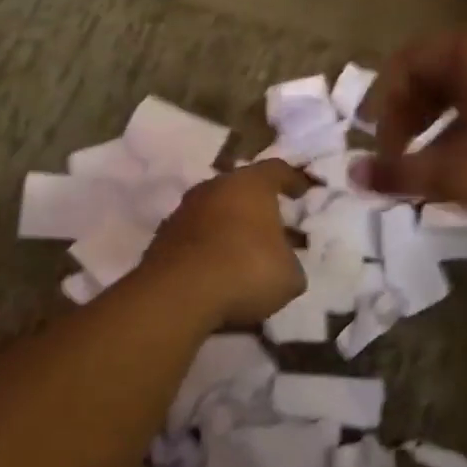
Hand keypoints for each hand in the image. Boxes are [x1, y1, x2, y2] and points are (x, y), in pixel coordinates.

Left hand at [141, 160, 308, 324]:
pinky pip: (195, 237)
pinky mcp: (163, 238)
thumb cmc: (246, 270)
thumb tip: (283, 263)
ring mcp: (184, 211)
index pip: (277, 170)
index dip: (293, 180)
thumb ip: (290, 262)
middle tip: (275, 226)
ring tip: (246, 252)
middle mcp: (215, 187)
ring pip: (215, 212)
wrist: (178, 295)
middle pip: (241, 189)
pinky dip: (208, 248)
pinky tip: (219, 271)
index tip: (303, 192)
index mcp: (251, 184)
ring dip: (230, 227)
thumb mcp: (289, 275)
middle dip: (258, 206)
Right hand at [358, 21, 466, 240]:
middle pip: (438, 71)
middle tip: (409, 161)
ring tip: (447, 169)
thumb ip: (402, 171)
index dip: (383, 109)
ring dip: (447, 125)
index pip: (404, 63)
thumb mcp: (461, 174)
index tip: (384, 153)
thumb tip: (352, 174)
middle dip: (414, 117)